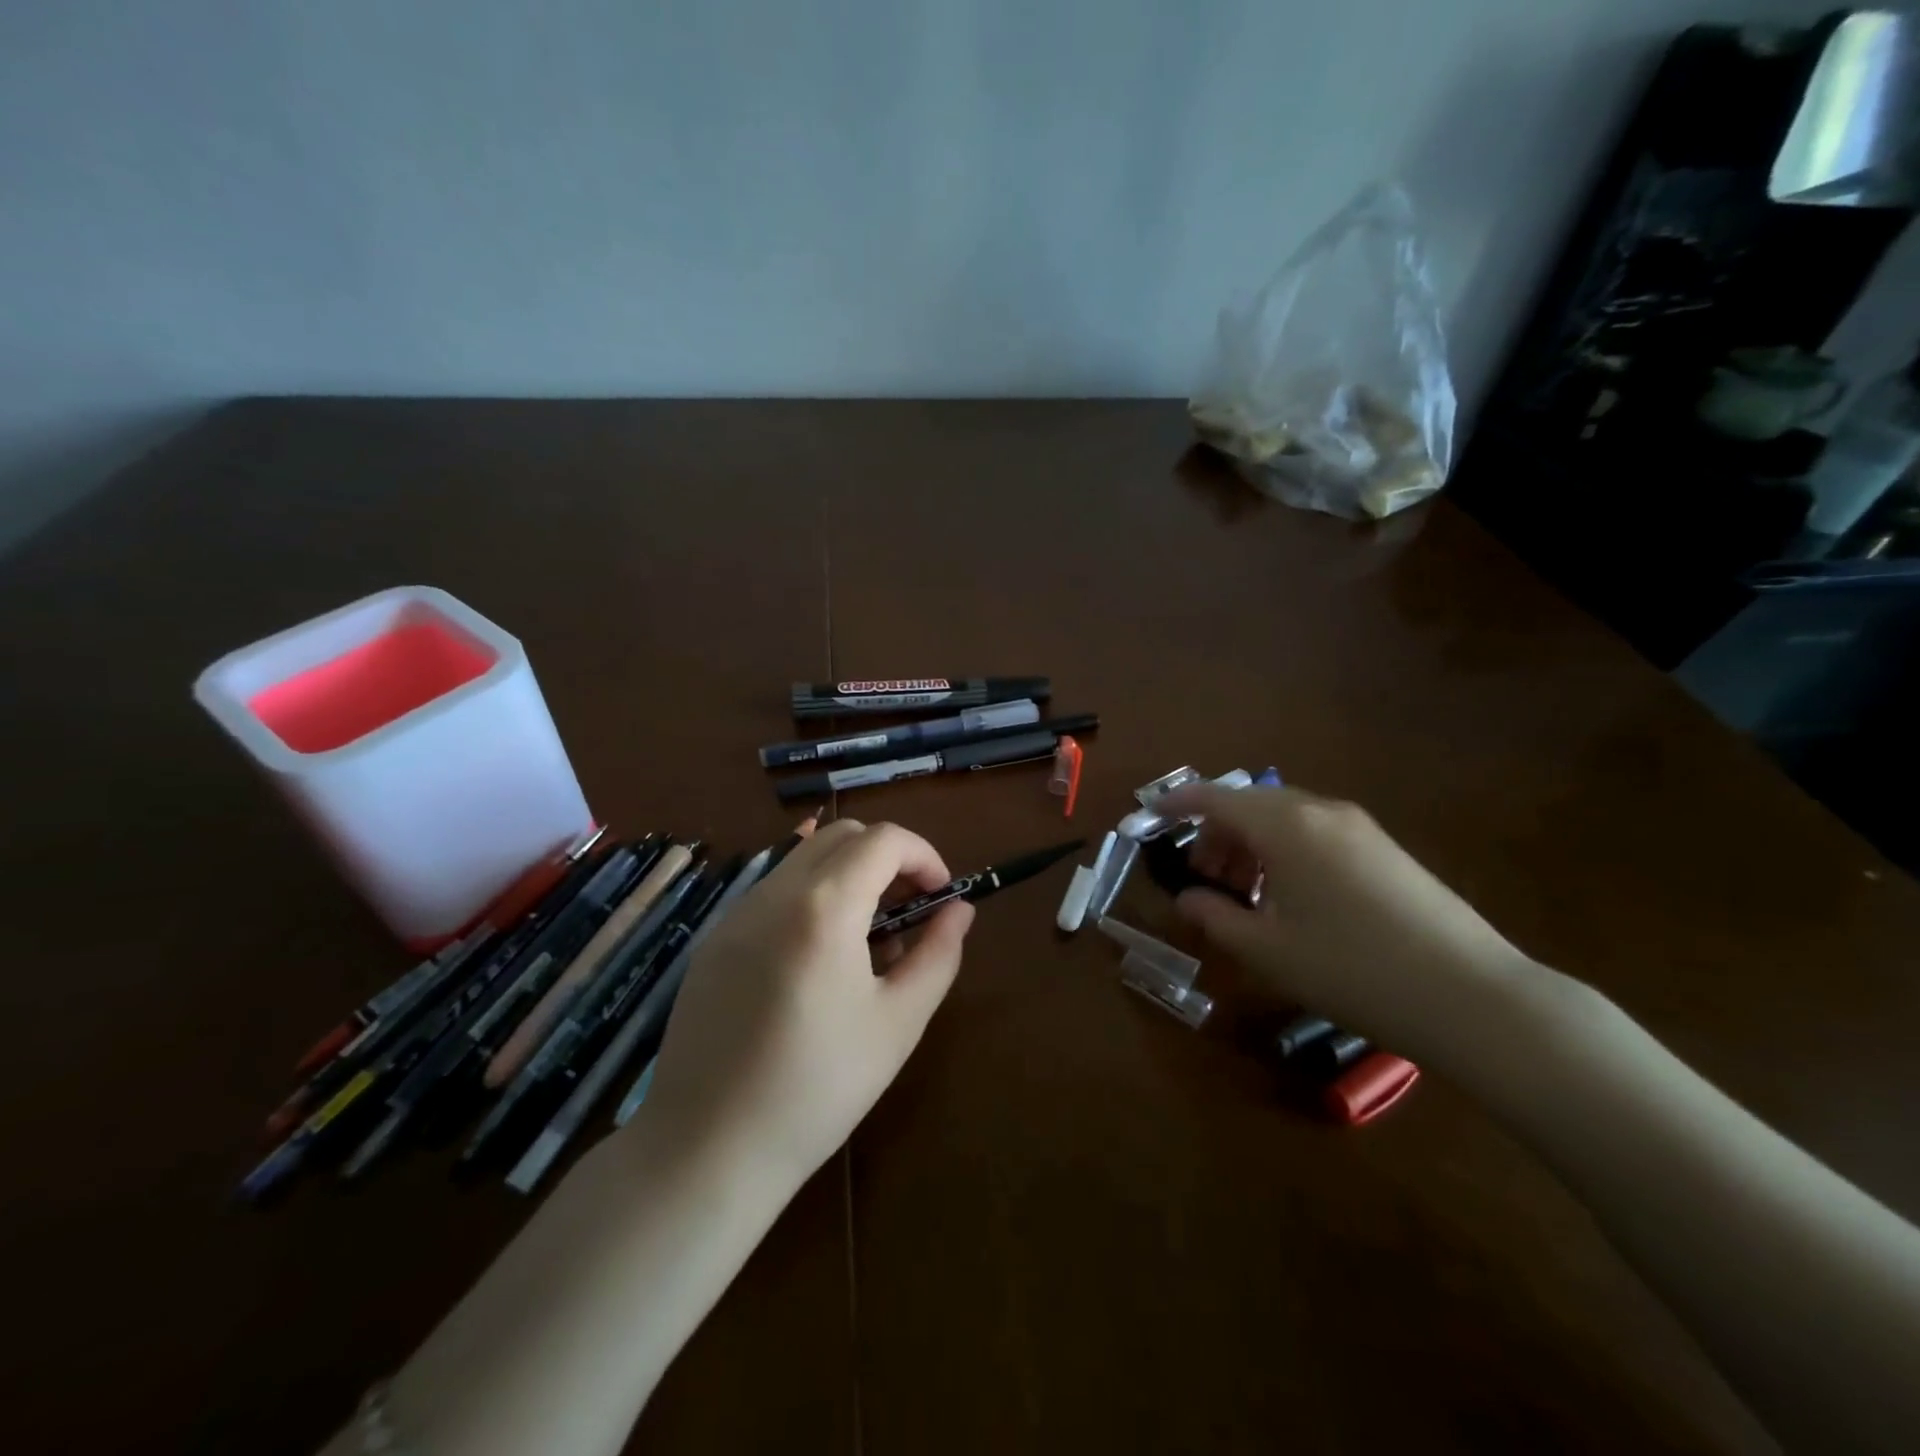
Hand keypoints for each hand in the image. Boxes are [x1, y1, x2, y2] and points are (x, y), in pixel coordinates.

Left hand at [641, 819, 973, 1186]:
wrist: (708, 1149)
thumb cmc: (819, 1088)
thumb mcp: (899, 1022)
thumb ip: (938, 954)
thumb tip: (958, 910)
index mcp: (824, 907)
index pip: (884, 840)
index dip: (924, 856)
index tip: (941, 896)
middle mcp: (774, 893)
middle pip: (842, 836)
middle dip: (887, 857)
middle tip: (909, 910)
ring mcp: (736, 914)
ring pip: (805, 859)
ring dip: (849, 876)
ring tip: (868, 941)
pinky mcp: (715, 940)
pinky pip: (774, 892)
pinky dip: (812, 898)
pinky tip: (819, 961)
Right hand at [1161, 784, 1536, 1055]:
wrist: (1471, 996)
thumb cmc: (1351, 969)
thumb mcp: (1268, 950)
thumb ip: (1216, 917)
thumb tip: (1189, 899)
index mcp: (1284, 825)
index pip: (1215, 798)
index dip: (1177, 804)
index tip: (1150, 816)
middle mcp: (1320, 811)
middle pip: (1249, 806)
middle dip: (1216, 835)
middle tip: (1203, 881)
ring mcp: (1358, 827)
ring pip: (1283, 819)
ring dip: (1250, 845)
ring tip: (1244, 895)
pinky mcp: (1384, 849)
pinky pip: (1315, 833)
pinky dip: (1284, 852)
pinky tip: (1290, 899)